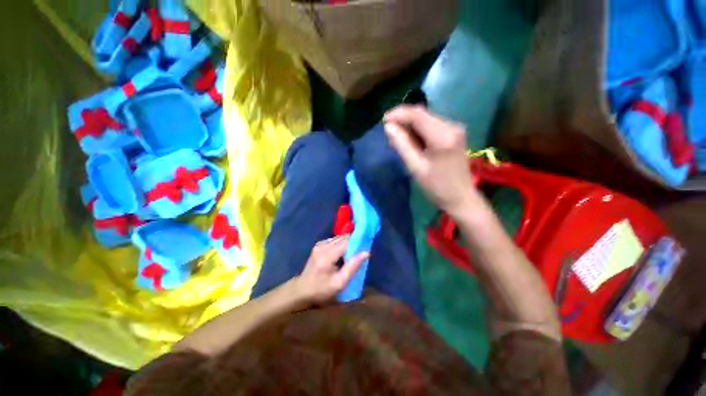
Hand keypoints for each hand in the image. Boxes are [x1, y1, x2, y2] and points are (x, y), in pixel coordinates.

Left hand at [295, 235, 369, 303]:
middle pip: (342, 237)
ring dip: (347, 243)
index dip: (357, 241)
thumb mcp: (339, 283)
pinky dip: (341, 244)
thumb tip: (366, 253)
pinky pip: (334, 240)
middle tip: (361, 250)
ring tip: (353, 252)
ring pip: (339, 237)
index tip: (366, 245)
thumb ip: (353, 267)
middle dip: (353, 241)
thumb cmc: (321, 290)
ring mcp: (319, 244)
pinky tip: (343, 253)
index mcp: (327, 255)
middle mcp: (322, 246)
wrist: (301, 290)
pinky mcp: (318, 245)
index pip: (346, 241)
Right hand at [383, 105, 476, 216]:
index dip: (398, 114)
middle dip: (403, 120)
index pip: (417, 114)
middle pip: (422, 114)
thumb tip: (388, 127)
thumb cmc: (437, 187)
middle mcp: (451, 126)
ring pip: (426, 119)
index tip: (383, 122)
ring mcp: (454, 129)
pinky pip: (431, 126)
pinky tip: (411, 142)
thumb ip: (402, 145)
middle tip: (389, 134)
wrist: (461, 198)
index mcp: (442, 136)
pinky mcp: (453, 134)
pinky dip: (418, 131)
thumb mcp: (416, 168)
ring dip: (410, 126)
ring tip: (397, 139)